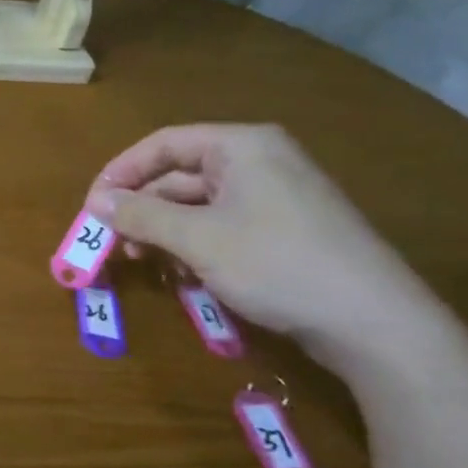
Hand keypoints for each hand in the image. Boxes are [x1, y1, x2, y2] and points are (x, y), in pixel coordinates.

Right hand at [84, 124, 437, 364]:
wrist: (375, 323)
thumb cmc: (278, 264)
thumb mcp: (198, 239)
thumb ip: (142, 215)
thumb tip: (96, 202)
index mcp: (241, 146)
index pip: (163, 144)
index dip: (121, 172)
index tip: (92, 205)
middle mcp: (259, 161)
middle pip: (180, 175)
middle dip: (143, 208)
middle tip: (112, 241)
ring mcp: (276, 197)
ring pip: (200, 205)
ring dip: (165, 232)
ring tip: (144, 263)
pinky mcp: (286, 231)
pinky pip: (224, 226)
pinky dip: (196, 246)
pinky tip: (185, 275)